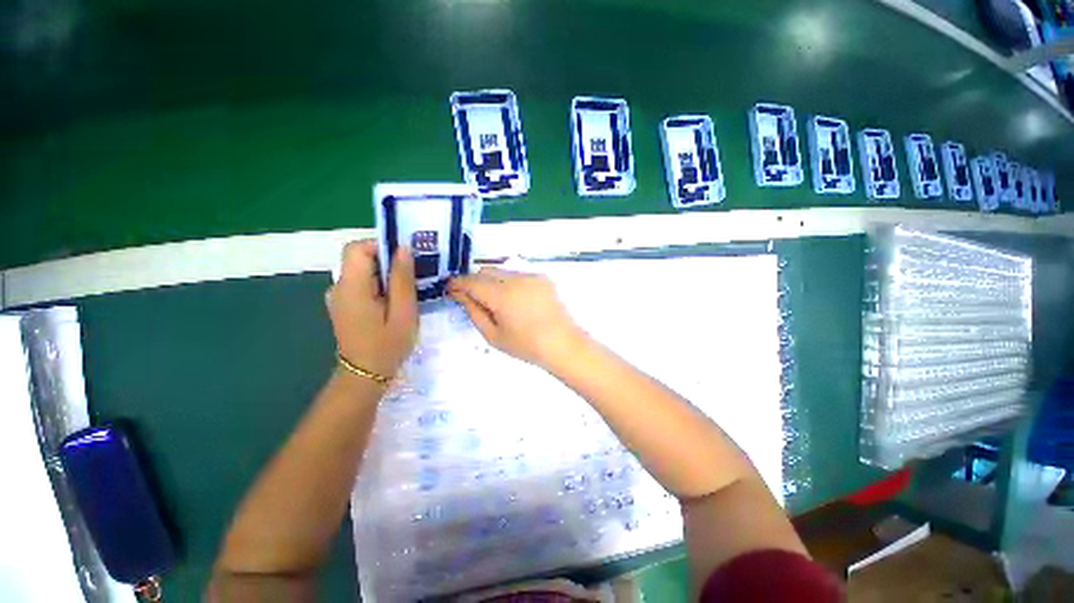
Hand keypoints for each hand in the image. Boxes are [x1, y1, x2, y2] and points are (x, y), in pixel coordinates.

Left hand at [326, 240, 417, 378]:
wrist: (365, 375)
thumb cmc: (387, 346)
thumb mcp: (403, 312)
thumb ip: (402, 279)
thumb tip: (403, 249)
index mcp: (351, 287)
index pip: (357, 248)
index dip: (381, 246)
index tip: (405, 259)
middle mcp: (339, 287)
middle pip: (360, 258)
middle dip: (388, 261)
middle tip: (413, 276)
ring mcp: (339, 296)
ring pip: (363, 271)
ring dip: (386, 274)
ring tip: (407, 290)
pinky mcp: (344, 304)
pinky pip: (362, 283)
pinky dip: (379, 285)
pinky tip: (395, 301)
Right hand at [447, 267, 585, 367]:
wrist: (563, 344)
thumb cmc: (526, 345)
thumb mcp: (494, 335)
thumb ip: (474, 312)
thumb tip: (461, 295)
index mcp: (502, 295)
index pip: (471, 281)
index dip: (457, 284)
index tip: (450, 290)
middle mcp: (516, 279)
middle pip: (486, 271)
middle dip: (474, 281)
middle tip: (471, 298)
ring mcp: (531, 276)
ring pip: (501, 271)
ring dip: (491, 281)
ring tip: (494, 301)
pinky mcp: (542, 278)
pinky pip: (517, 275)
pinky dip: (508, 282)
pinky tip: (514, 300)